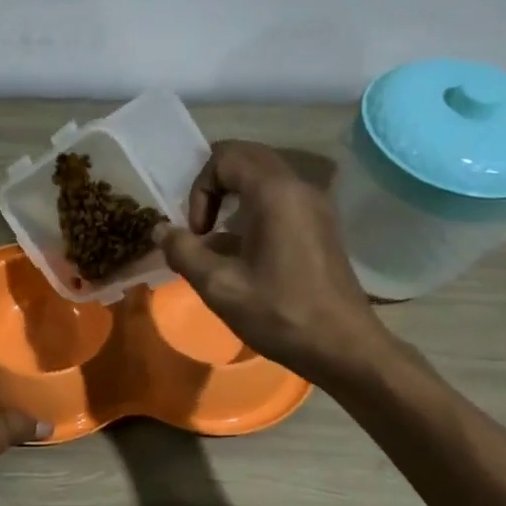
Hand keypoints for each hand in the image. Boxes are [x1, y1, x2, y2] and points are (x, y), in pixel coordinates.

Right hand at [154, 140, 384, 379]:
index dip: (200, 188)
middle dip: (215, 186)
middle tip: (201, 226)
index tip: (198, 231)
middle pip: (247, 159)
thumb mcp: (219, 286)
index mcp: (276, 193)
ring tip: (218, 242)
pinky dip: (255, 213)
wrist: (343, 348)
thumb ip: (184, 252)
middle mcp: (300, 188)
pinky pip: (281, 201)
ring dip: (234, 200)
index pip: (226, 156)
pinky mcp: (322, 227)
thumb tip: (161, 230)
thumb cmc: (280, 314)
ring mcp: (316, 206)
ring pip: (265, 180)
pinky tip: (245, 256)